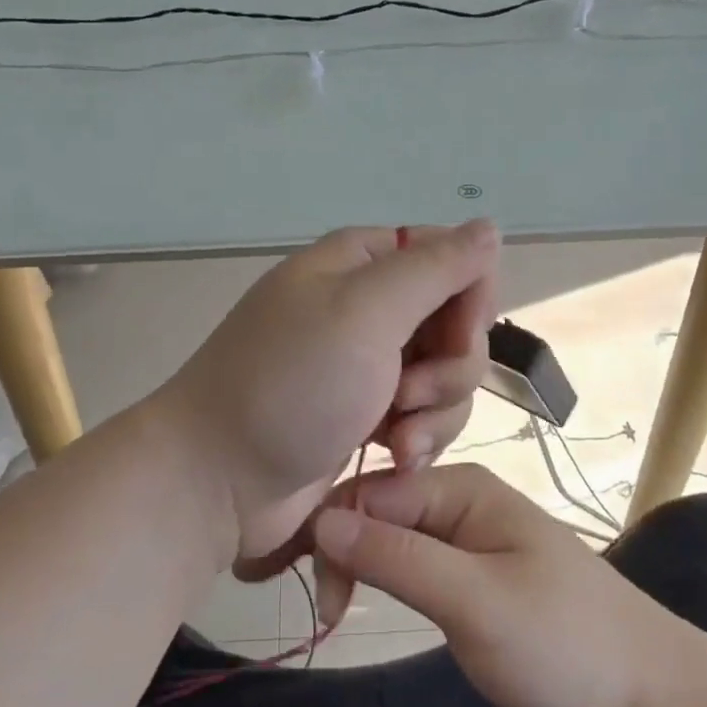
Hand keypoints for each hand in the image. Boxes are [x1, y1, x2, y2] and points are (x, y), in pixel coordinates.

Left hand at [157, 221, 498, 569]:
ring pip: (448, 374)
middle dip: (450, 367)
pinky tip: (395, 458)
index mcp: (362, 262)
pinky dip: (420, 437)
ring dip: (436, 411)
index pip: (452, 257)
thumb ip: (434, 268)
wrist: (217, 478)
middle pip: (456, 321)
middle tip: (408, 396)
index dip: (469, 298)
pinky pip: (426, 414)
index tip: (454, 339)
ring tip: (397, 440)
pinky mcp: (369, 413)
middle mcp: (369, 305)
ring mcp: (369, 362)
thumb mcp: (364, 312)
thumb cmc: (290, 384)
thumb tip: (489, 228)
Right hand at [312, 462, 693, 706]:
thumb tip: (321, 520)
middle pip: (377, 510)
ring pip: (391, 538)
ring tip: (337, 616)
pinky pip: (414, 564)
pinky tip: (368, 602)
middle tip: (329, 617)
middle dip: (343, 552)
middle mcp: (459, 499)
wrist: (648, 699)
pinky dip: (386, 580)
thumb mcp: (474, 601)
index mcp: (460, 486)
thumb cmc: (563, 642)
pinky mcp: (472, 574)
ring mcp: (467, 537)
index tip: (317, 598)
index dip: (332, 534)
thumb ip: (397, 558)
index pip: (370, 492)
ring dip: (360, 567)